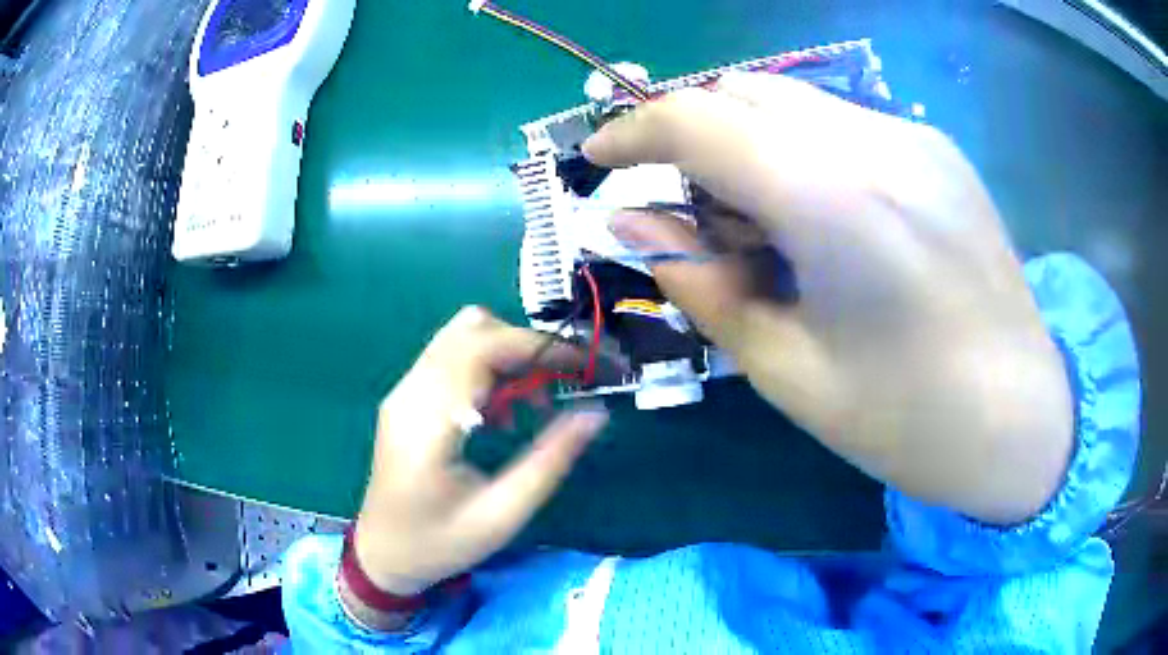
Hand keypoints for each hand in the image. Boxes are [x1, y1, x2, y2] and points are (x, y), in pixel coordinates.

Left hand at [351, 307, 607, 596]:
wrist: (383, 553)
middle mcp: (410, 393)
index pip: (483, 348)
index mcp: (428, 422)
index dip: (538, 347)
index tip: (584, 365)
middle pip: (473, 329)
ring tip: (532, 404)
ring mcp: (403, 391)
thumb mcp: (503, 513)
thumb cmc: (440, 543)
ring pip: (462, 336)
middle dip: (527, 347)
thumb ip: (550, 460)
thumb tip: (596, 413)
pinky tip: (501, 413)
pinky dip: (488, 367)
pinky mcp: (406, 397)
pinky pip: (452, 357)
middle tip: (562, 386)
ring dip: (507, 355)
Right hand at [583, 72, 1071, 523]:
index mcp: (835, 201)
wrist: (1026, 421)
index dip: (634, 131)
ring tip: (765, 229)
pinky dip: (802, 152)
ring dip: (749, 144)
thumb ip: (703, 284)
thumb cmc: (909, 422)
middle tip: (692, 213)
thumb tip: (634, 226)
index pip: (699, 120)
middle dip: (693, 136)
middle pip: (743, 92)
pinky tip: (827, 223)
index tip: (602, 160)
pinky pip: (842, 124)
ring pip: (793, 102)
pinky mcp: (940, 151)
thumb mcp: (788, 371)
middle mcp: (877, 142)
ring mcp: (916, 138)